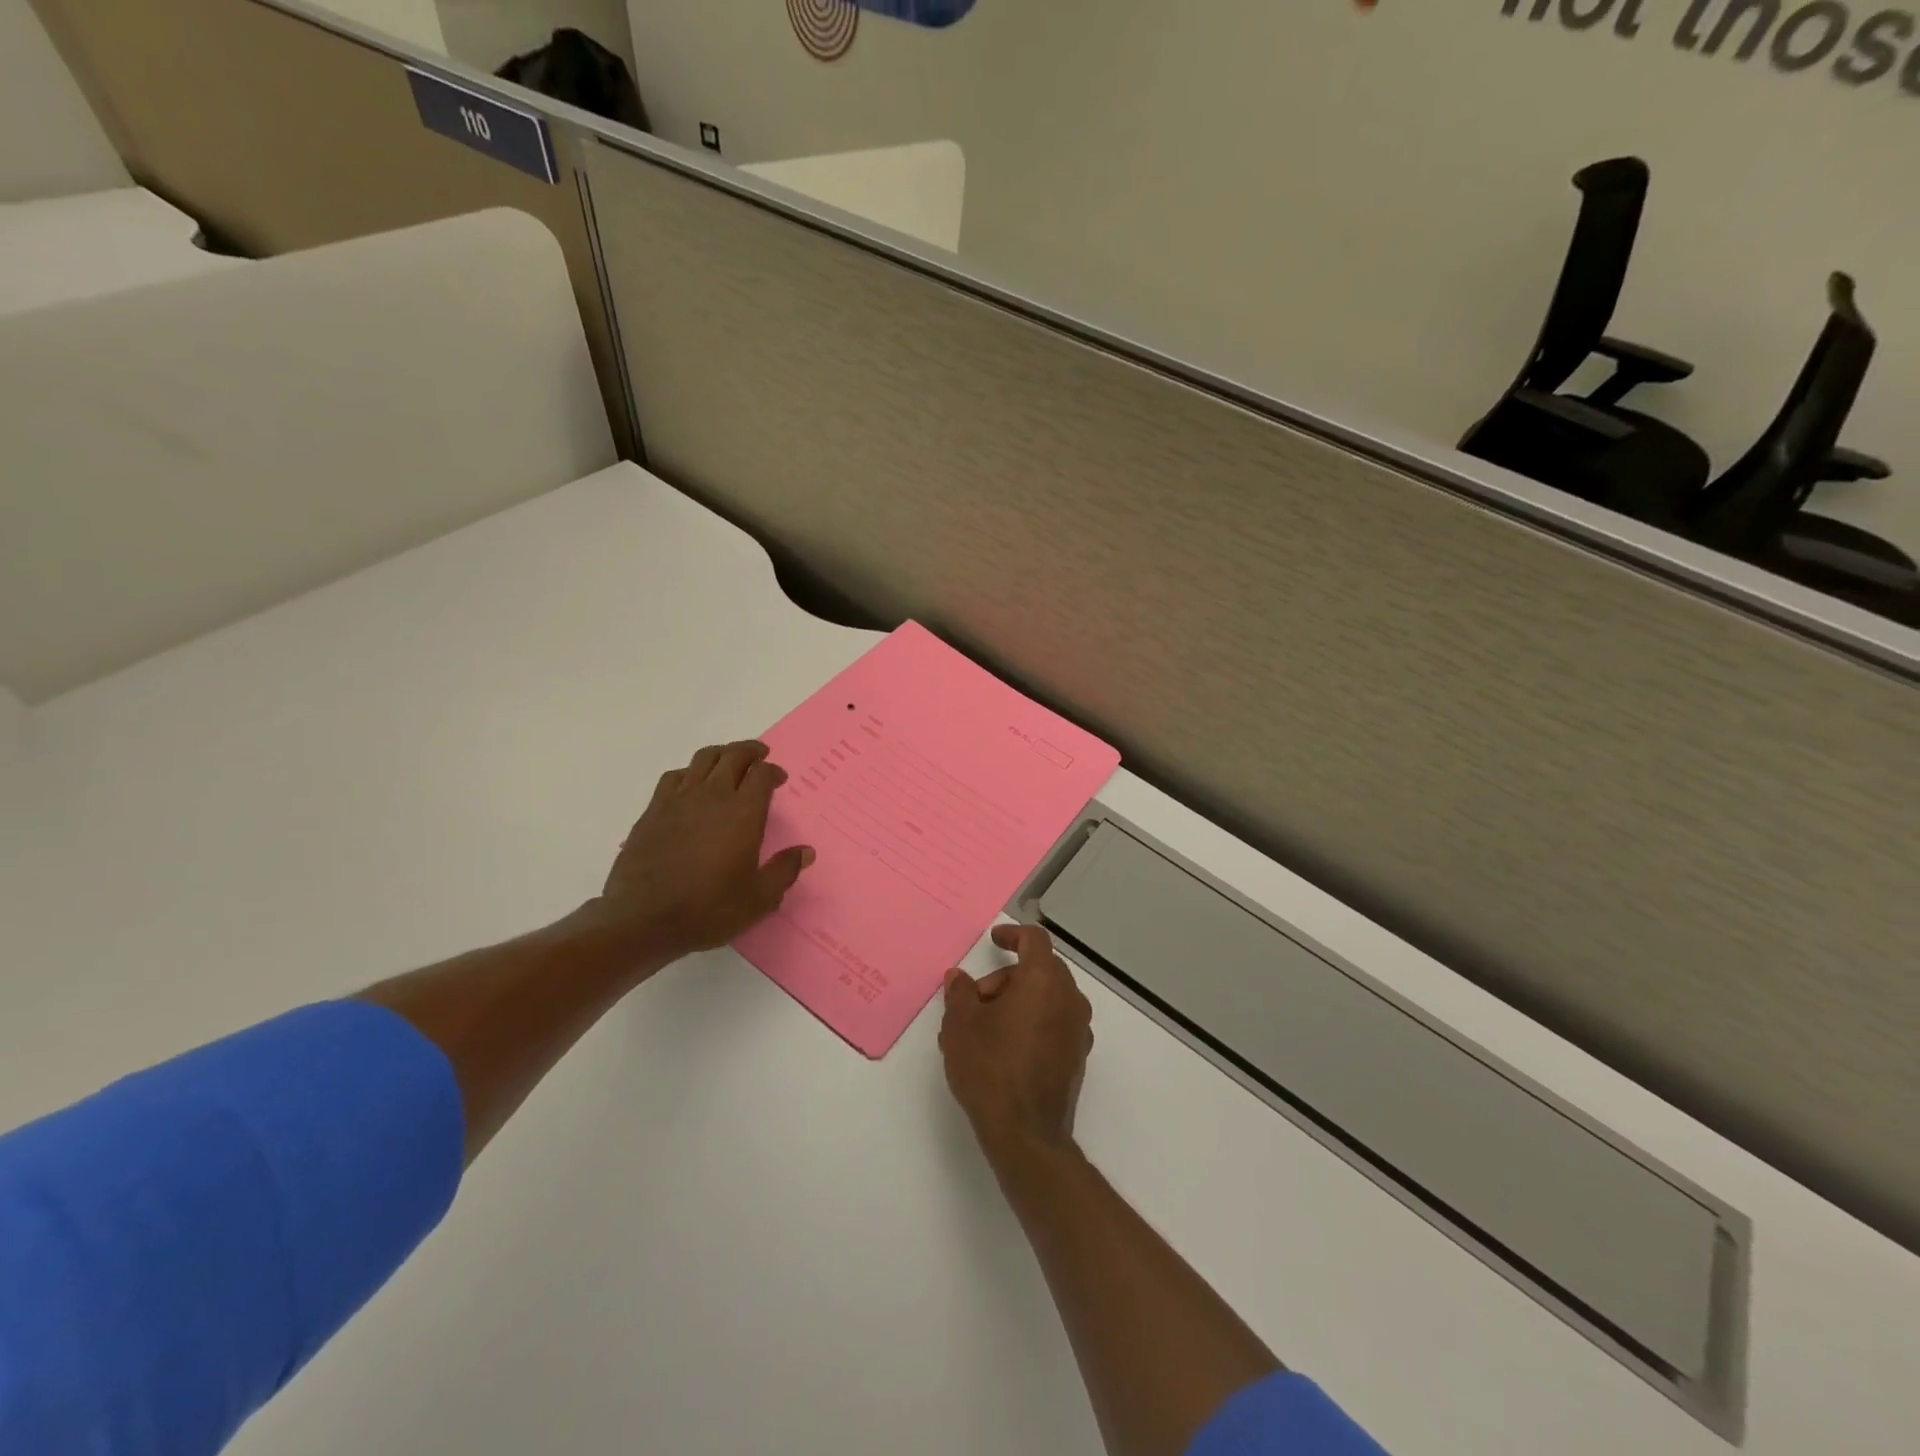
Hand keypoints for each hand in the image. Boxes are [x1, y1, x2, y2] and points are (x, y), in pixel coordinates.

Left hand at [591, 740, 812, 959]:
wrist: (642, 918)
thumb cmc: (708, 908)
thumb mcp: (758, 898)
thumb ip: (784, 870)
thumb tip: (806, 851)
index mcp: (743, 812)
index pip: (762, 774)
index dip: (774, 771)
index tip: (780, 780)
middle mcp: (713, 796)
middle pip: (733, 756)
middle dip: (751, 752)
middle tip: (760, 757)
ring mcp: (679, 799)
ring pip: (704, 759)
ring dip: (721, 754)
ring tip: (729, 761)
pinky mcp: (653, 810)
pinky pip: (675, 776)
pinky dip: (691, 772)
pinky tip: (692, 784)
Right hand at [940, 924, 1093, 1157]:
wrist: (1026, 1134)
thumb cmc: (990, 1068)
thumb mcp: (960, 1025)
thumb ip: (960, 993)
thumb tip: (959, 978)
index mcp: (1043, 981)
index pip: (1035, 940)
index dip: (1013, 934)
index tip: (994, 939)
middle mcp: (1069, 998)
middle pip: (1041, 969)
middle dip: (1008, 976)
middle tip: (977, 999)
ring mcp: (1078, 1029)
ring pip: (1049, 996)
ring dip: (1020, 999)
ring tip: (986, 1027)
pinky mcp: (1078, 1056)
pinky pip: (1056, 1021)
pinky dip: (1034, 1020)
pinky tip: (1007, 1046)